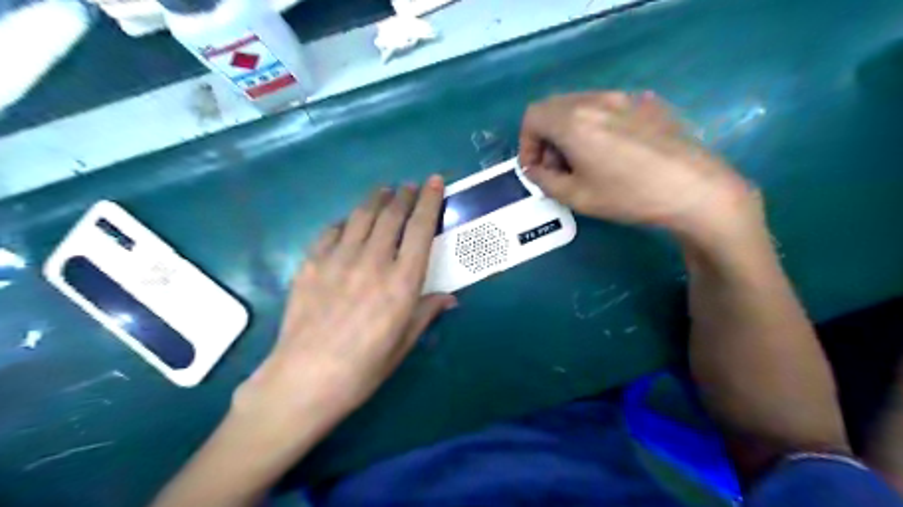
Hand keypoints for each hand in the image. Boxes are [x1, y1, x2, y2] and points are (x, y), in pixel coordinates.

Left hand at [235, 177, 455, 425]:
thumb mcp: (403, 343)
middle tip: (410, 186)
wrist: (305, 378)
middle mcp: (374, 261)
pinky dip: (346, 221)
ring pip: (363, 216)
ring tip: (385, 191)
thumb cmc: (363, 368)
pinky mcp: (312, 263)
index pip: (421, 229)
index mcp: (402, 282)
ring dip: (377, 199)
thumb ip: (426, 312)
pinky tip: (350, 222)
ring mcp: (339, 259)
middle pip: (392, 215)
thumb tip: (449, 297)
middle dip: (405, 195)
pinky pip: (332, 231)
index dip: (430, 201)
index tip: (435, 182)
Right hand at [518, 90, 756, 239]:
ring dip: (569, 130)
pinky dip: (595, 125)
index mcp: (573, 121)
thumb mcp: (577, 197)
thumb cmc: (628, 195)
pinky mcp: (647, 103)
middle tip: (557, 168)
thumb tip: (534, 169)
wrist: (694, 188)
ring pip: (580, 105)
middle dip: (546, 137)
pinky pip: (608, 107)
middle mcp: (596, 100)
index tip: (536, 169)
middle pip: (554, 108)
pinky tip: (613, 151)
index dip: (526, 143)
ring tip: (584, 161)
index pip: (532, 116)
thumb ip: (545, 181)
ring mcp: (625, 98)